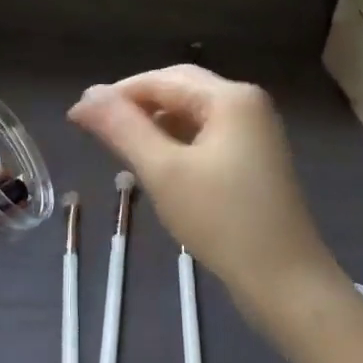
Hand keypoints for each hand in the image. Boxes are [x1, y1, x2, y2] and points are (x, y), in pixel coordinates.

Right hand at [69, 66, 344, 334]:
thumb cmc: (222, 221)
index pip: (159, 80)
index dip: (115, 95)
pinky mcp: (254, 158)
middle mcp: (246, 104)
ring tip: (118, 146)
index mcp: (230, 98)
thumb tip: (86, 96)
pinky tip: (155, 162)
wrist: (286, 282)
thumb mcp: (164, 172)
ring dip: (153, 123)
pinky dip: (175, 141)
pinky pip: (205, 134)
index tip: (77, 117)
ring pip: (191, 112)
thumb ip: (122, 128)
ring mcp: (254, 132)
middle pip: (178, 89)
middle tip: (95, 128)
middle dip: (134, 104)